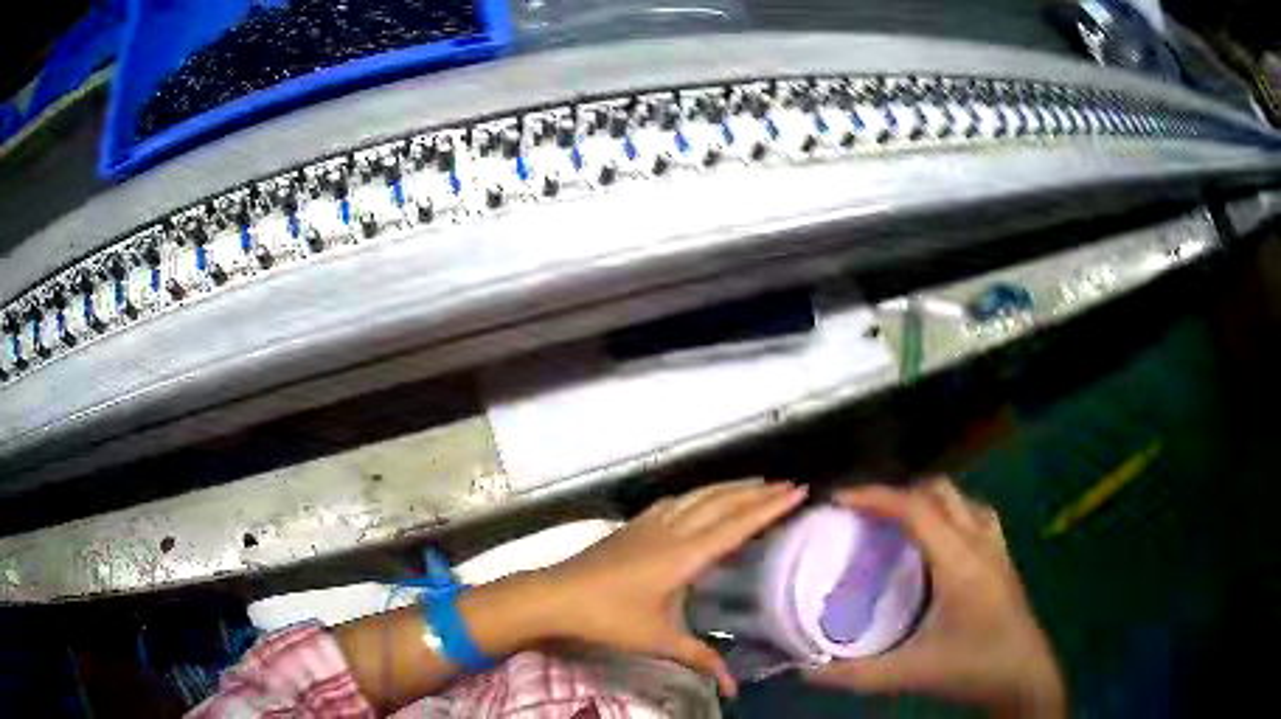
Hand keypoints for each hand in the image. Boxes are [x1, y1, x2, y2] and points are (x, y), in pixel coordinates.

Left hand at [540, 479, 808, 696]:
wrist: (555, 596)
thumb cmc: (609, 619)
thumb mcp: (659, 641)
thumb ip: (701, 660)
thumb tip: (734, 690)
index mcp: (685, 556)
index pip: (737, 526)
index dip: (770, 508)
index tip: (798, 490)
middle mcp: (673, 531)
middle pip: (722, 502)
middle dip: (758, 492)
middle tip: (788, 484)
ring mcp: (650, 523)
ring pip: (699, 495)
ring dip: (730, 487)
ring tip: (755, 483)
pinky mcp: (633, 525)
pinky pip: (676, 500)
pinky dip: (698, 493)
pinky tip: (699, 497)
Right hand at [807, 478, 1064, 717]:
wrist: (1024, 676)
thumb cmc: (973, 667)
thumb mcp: (911, 673)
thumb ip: (856, 674)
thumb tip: (808, 671)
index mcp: (959, 560)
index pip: (916, 508)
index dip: (875, 496)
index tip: (838, 499)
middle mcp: (980, 542)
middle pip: (940, 491)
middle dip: (899, 493)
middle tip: (864, 515)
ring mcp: (996, 547)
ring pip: (960, 499)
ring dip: (926, 500)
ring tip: (897, 523)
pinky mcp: (1002, 558)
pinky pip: (974, 515)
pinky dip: (948, 513)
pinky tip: (938, 541)